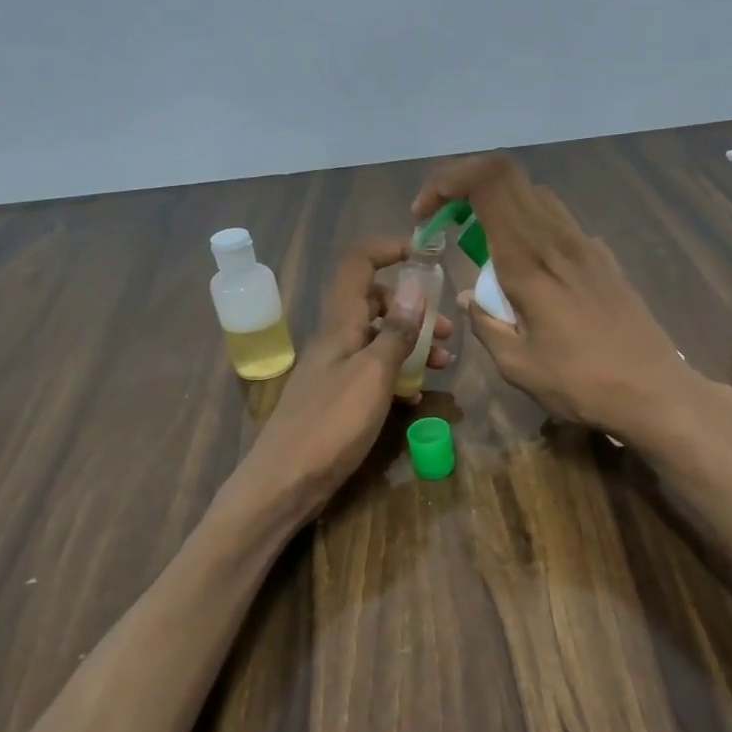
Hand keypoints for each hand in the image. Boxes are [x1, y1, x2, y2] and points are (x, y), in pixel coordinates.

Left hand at [234, 238, 452, 520]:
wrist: (286, 482)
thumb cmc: (331, 424)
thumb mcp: (373, 375)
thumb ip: (396, 331)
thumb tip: (415, 285)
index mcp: (340, 323)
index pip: (359, 264)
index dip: (389, 250)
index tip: (426, 255)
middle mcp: (336, 339)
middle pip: (374, 303)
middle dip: (413, 308)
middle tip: (446, 331)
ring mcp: (335, 370)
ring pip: (377, 340)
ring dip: (411, 344)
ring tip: (442, 364)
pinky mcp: (338, 398)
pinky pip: (373, 373)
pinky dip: (397, 375)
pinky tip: (415, 395)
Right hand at [413, 155, 704, 443]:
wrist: (654, 391)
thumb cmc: (581, 383)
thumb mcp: (518, 366)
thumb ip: (486, 325)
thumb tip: (470, 299)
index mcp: (529, 259)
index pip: (487, 181)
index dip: (448, 180)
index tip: (425, 214)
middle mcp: (558, 238)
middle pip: (508, 177)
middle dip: (466, 189)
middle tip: (446, 225)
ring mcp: (587, 244)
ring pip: (535, 197)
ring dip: (500, 208)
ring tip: (483, 248)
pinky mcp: (605, 258)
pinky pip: (560, 223)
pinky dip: (531, 228)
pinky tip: (531, 271)